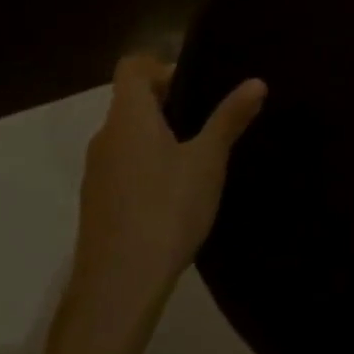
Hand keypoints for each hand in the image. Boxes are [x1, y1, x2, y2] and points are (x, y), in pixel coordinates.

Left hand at [65, 54, 264, 333]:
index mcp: (128, 117)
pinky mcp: (98, 205)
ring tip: (199, 154)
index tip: (195, 83)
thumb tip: (256, 81)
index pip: (132, 67)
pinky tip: (176, 192)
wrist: (118, 288)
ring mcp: (97, 173)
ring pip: (128, 135)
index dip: (161, 65)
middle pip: (131, 101)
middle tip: (209, 117)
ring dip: (158, 135)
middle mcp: (105, 137)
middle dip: (168, 101)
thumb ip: (230, 118)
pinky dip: (147, 164)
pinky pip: (123, 165)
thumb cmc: (166, 209)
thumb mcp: (208, 160)